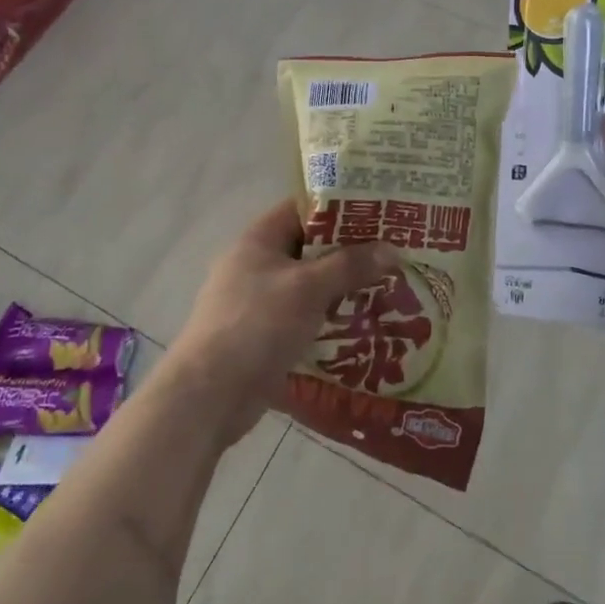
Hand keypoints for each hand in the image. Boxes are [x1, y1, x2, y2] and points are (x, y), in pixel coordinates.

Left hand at [164, 201, 398, 442]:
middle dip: (351, 252)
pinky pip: (305, 317)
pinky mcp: (264, 335)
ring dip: (343, 288)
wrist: (210, 395)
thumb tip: (392, 249)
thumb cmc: (257, 325)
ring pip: (310, 285)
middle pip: (310, 248)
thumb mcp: (308, 288)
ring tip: (388, 290)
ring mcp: (258, 302)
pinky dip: (330, 318)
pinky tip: (363, 327)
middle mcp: (257, 264)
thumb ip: (350, 265)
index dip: (341, 207)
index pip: (304, 209)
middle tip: (394, 255)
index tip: (381, 213)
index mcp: (259, 240)